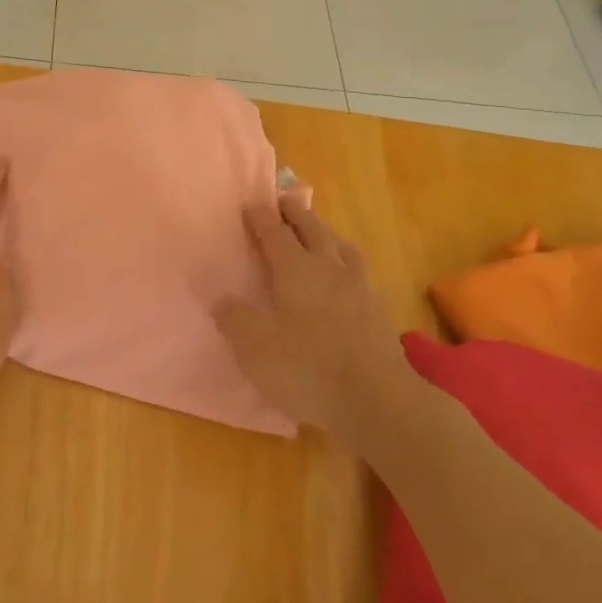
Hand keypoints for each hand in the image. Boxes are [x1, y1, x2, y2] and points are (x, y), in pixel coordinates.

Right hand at [215, 191, 413, 447]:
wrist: (378, 400)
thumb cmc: (308, 369)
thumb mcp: (255, 348)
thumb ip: (235, 318)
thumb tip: (223, 298)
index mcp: (295, 270)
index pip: (274, 233)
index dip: (261, 217)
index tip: (251, 203)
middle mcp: (328, 268)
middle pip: (312, 229)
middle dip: (295, 213)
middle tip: (284, 202)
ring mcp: (358, 288)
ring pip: (340, 246)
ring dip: (325, 233)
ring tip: (319, 233)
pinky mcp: (377, 311)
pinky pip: (358, 271)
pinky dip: (345, 262)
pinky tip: (344, 276)